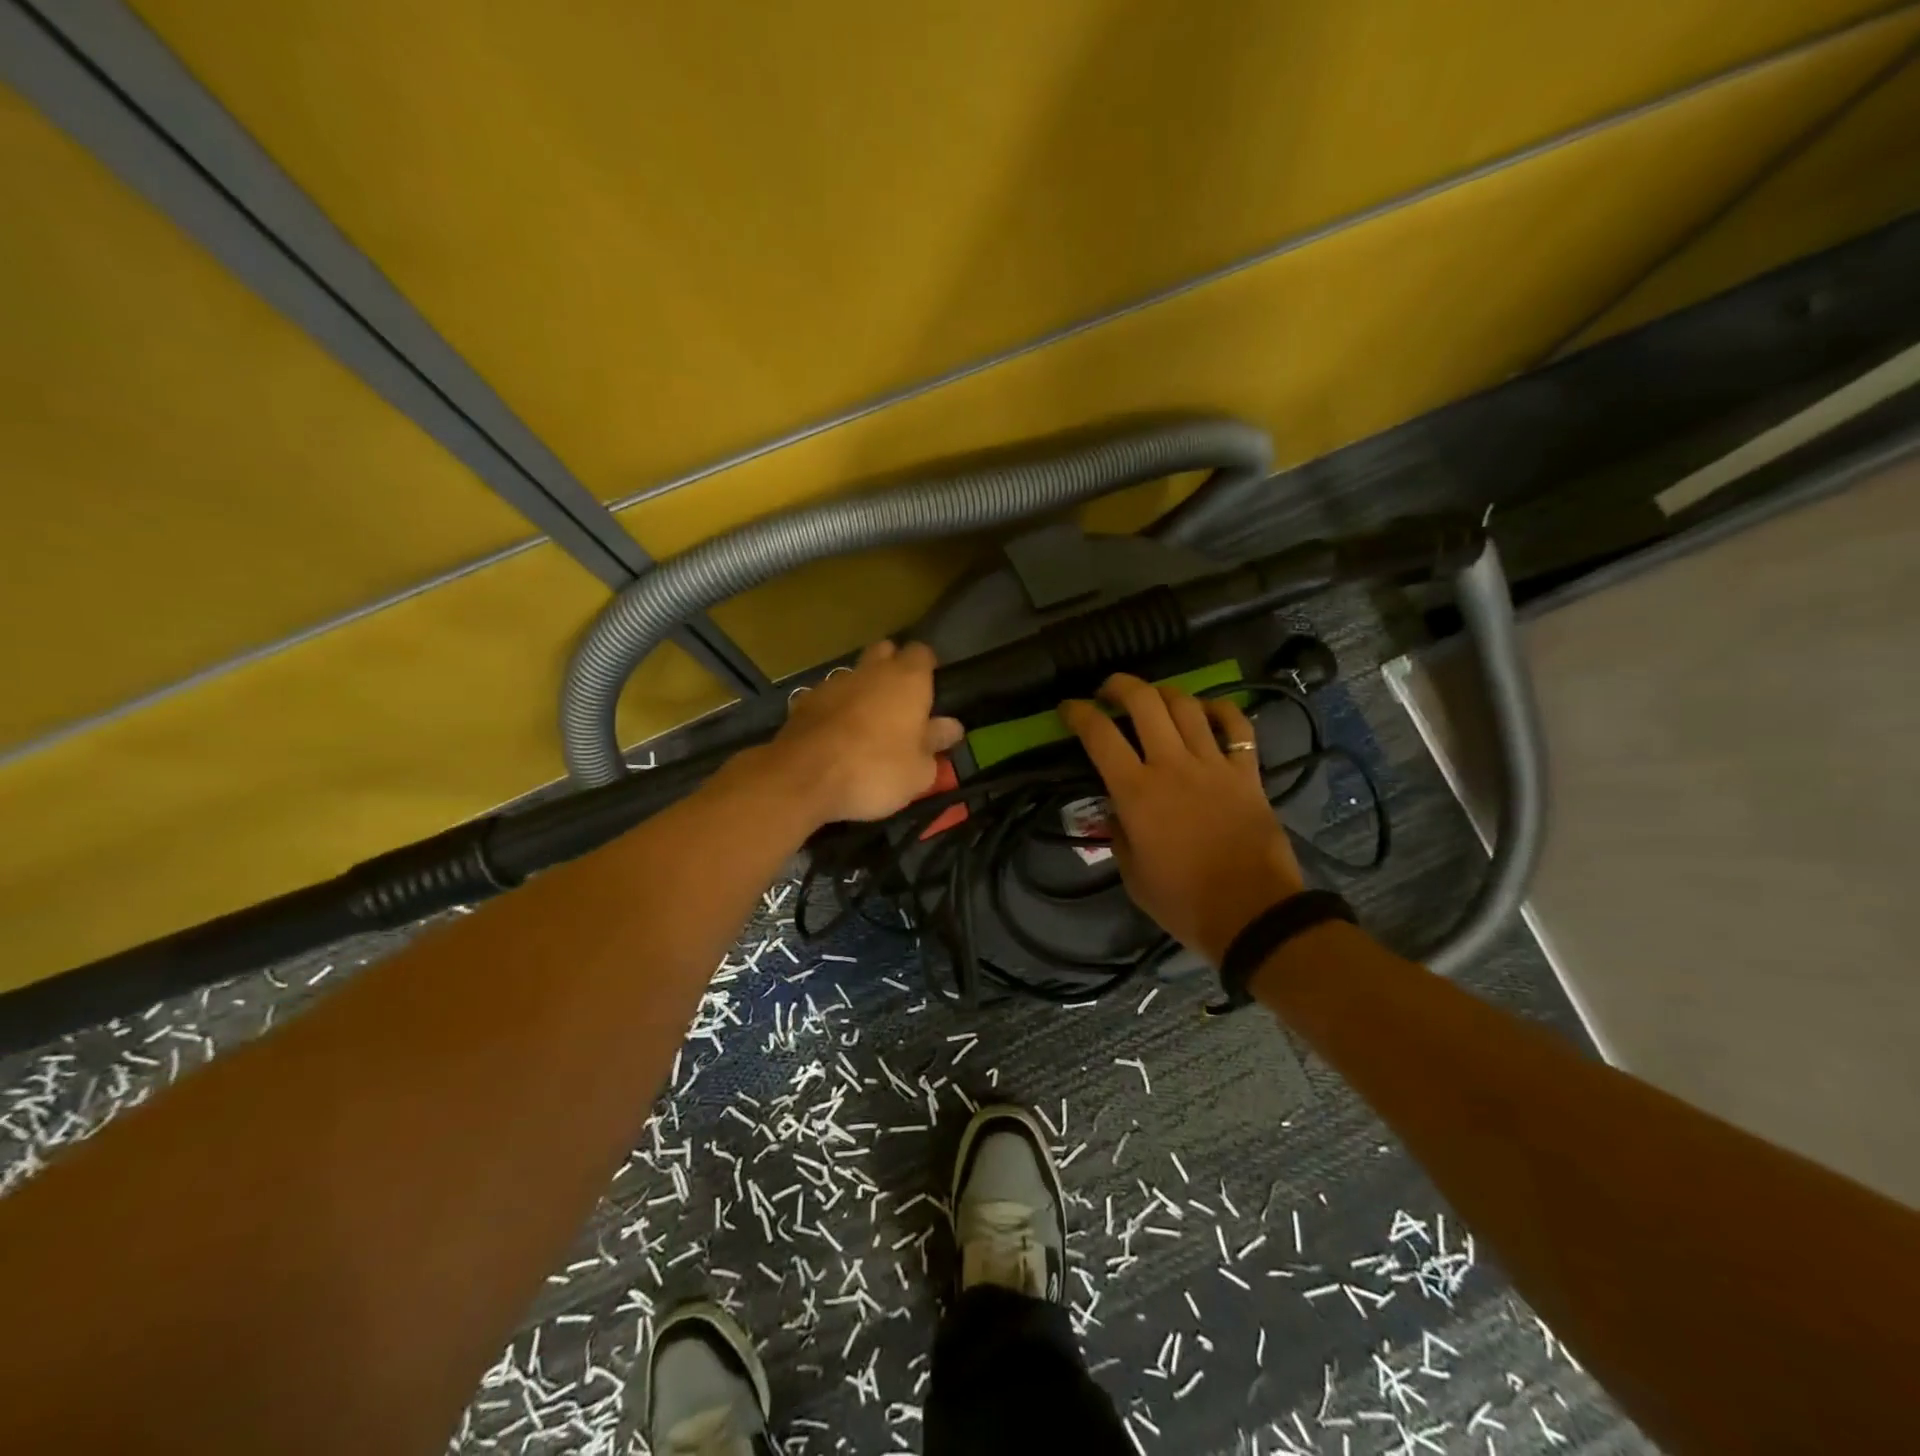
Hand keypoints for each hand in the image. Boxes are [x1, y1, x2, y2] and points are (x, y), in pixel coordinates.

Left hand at [757, 640, 964, 825]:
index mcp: (907, 680)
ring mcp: (833, 683)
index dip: (927, 669)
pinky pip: (828, 697)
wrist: (803, 778)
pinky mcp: (804, 701)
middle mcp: (871, 671)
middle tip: (899, 703)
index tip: (930, 692)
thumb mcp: (919, 771)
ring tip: (865, 725)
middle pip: (885, 652)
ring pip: (854, 675)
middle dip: (892, 668)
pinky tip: (835, 737)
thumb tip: (950, 727)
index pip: (922, 653)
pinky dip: (835, 710)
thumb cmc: (875, 771)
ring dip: (862, 691)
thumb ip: (935, 744)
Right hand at [1062, 674, 1303, 964]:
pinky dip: (1220, 710)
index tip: (1068, 709)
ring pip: (1186, 705)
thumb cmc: (1183, 901)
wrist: (1252, 914)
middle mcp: (1172, 765)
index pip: (1099, 735)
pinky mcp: (1247, 772)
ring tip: (1153, 699)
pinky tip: (1206, 711)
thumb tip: (1117, 808)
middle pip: (1144, 702)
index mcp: (1136, 792)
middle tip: (1108, 691)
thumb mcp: (1132, 875)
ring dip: (1164, 693)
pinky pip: (1237, 726)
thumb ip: (1119, 833)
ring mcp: (1213, 764)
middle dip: (1120, 686)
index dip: (1078, 714)